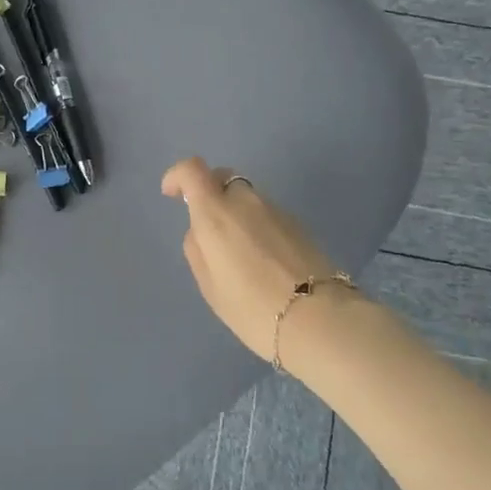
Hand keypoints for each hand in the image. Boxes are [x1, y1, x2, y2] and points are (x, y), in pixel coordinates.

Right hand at [162, 158, 340, 363]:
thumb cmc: (252, 308)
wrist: (318, 319)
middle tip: (209, 228)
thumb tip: (201, 231)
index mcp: (216, 213)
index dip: (177, 176)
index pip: (192, 170)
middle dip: (210, 194)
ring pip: (247, 198)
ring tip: (240, 253)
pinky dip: (258, 226)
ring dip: (237, 213)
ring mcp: (276, 209)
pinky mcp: (298, 223)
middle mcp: (246, 201)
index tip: (172, 194)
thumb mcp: (210, 286)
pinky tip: (264, 259)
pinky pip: (268, 214)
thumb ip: (198, 249)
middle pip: (223, 179)